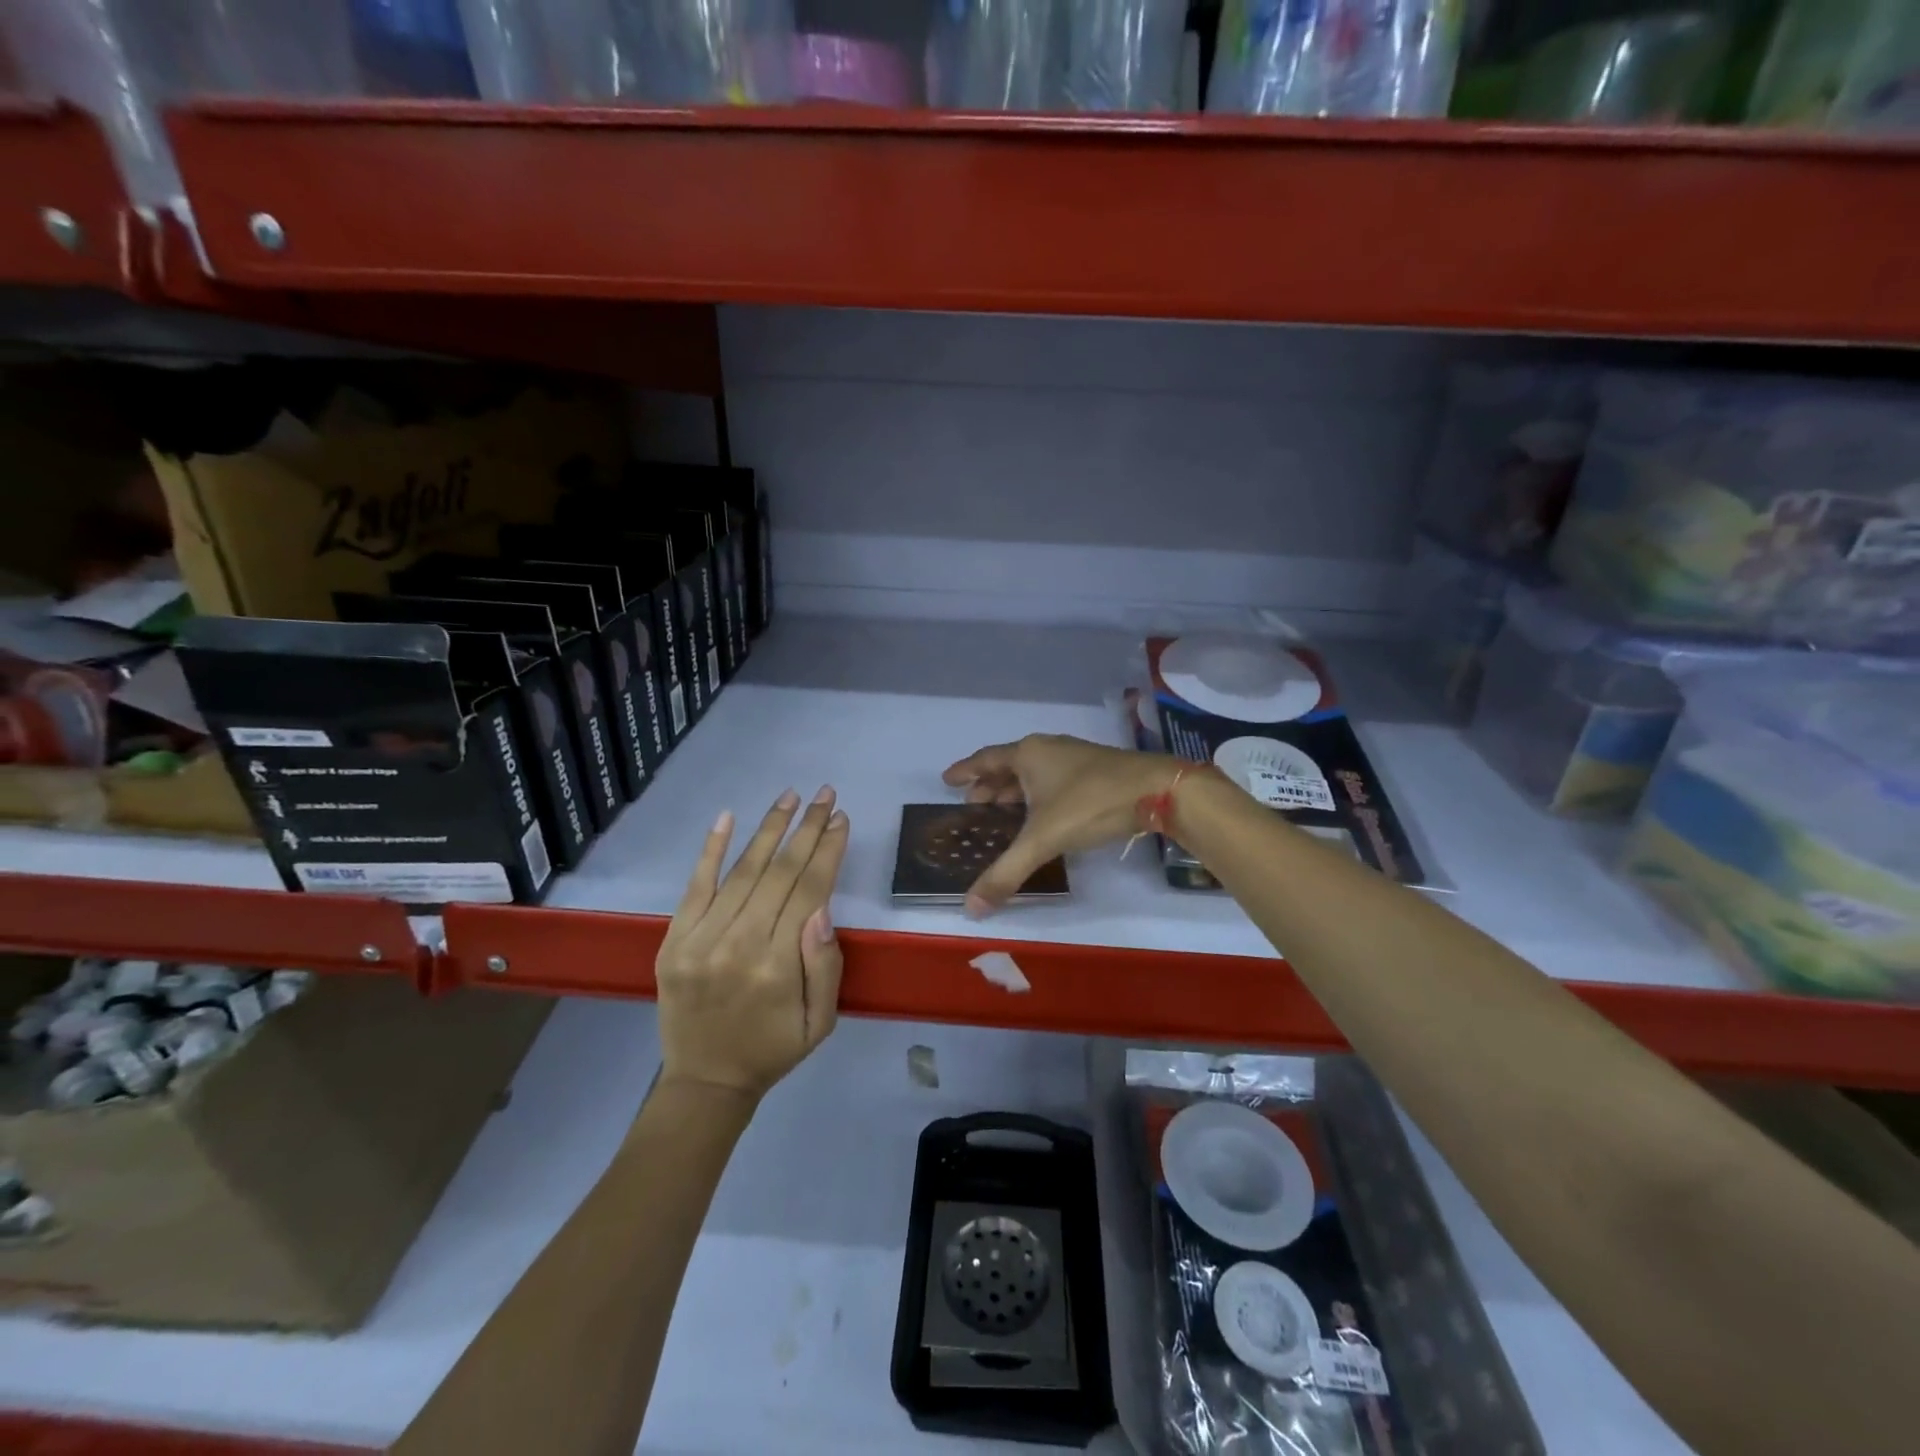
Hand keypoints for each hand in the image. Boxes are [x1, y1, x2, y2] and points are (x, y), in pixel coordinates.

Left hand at [655, 786, 849, 1098]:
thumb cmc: (773, 1049)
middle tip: (825, 795)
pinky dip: (711, 849)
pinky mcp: (673, 939)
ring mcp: (700, 939)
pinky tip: (728, 817)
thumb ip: (825, 966)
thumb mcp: (821, 1022)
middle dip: (807, 828)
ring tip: (791, 796)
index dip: (827, 851)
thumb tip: (822, 907)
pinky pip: (695, 886)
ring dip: (769, 828)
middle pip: (779, 872)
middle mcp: (738, 944)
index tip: (841, 819)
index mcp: (778, 966)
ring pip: (742, 871)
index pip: (809, 890)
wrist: (704, 1081)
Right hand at [942, 734, 1178, 914]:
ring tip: (1000, 811)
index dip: (964, 771)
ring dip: (1014, 790)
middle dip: (988, 785)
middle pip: (1008, 766)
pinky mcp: (1094, 771)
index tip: (946, 780)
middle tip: (971, 804)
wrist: (1156, 790)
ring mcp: (1073, 758)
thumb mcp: (1043, 839)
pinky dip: (1037, 794)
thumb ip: (1006, 873)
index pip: (985, 760)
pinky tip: (1042, 814)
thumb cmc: (1090, 805)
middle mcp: (1047, 750)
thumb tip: (971, 908)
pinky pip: (1052, 779)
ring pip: (1032, 773)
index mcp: (1027, 755)